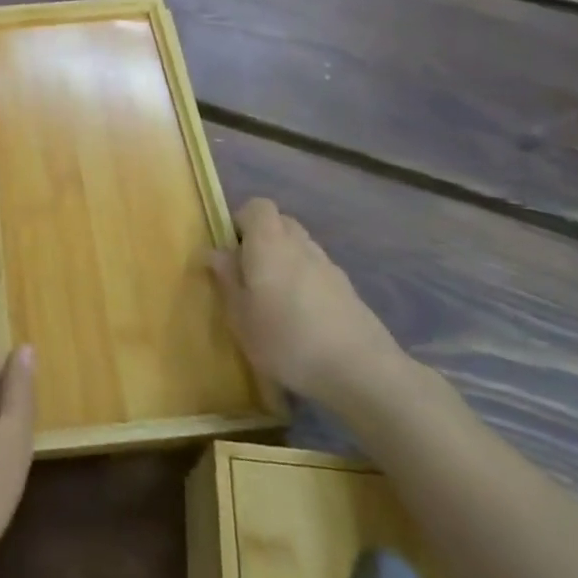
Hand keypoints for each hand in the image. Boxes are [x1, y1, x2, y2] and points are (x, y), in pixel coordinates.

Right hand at [208, 198, 411, 420]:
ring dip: (286, 262)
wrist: (361, 370)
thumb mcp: (241, 317)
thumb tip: (215, 252)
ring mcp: (329, 265)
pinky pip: (318, 271)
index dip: (241, 222)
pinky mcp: (349, 289)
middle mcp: (300, 244)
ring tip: (276, 301)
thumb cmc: (287, 339)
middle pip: (280, 223)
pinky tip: (304, 319)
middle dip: (262, 240)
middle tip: (250, 276)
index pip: (257, 207)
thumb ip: (227, 279)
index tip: (231, 252)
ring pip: (300, 247)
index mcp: (269, 243)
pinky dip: (307, 282)